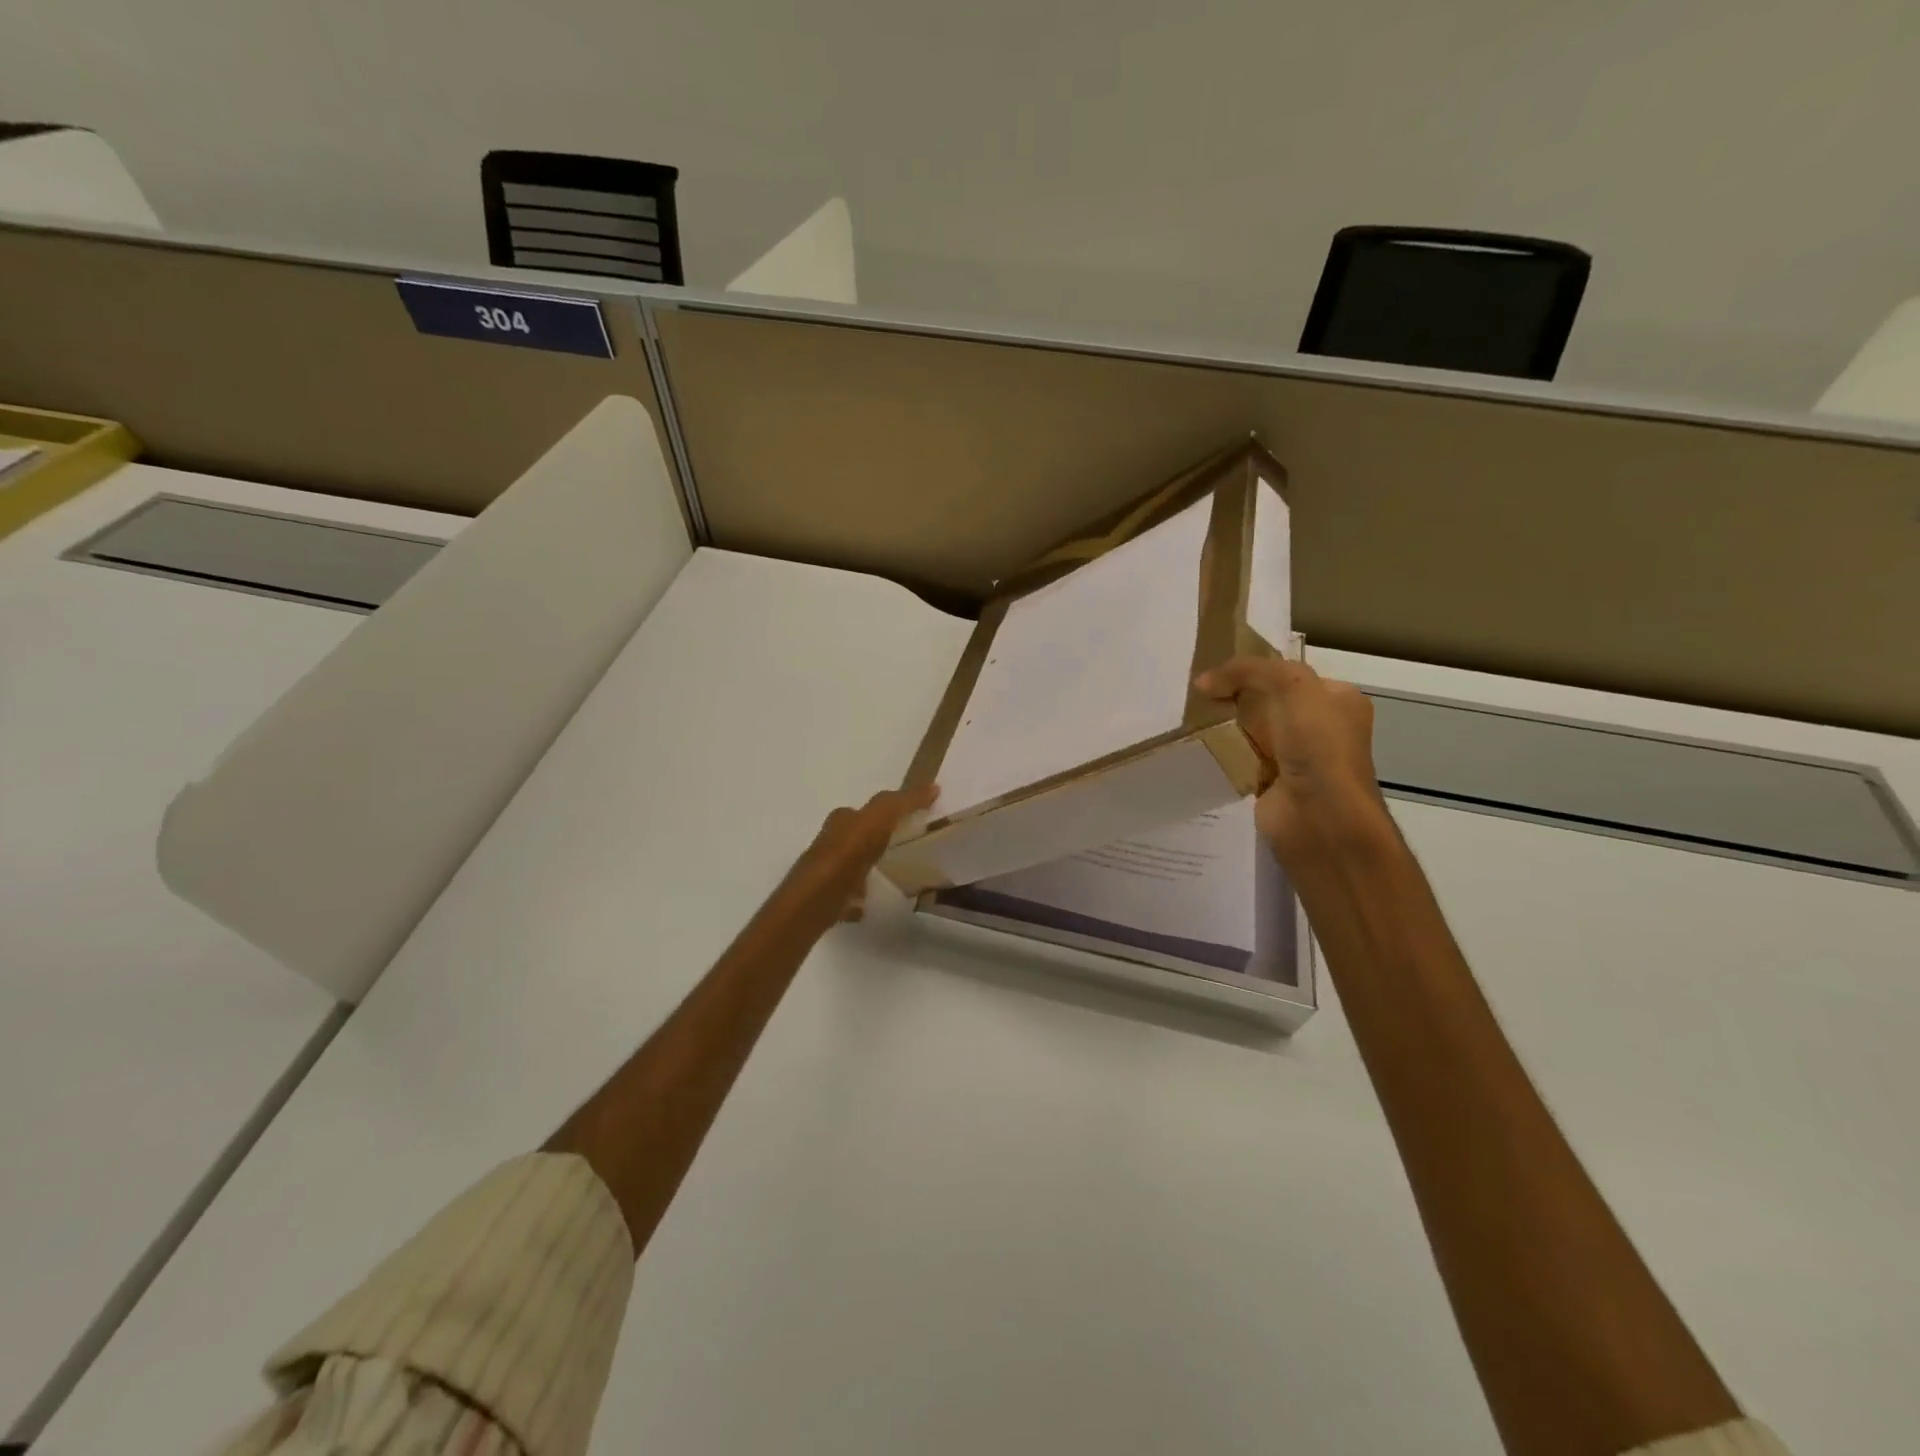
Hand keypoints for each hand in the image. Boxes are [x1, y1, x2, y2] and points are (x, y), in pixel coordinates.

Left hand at [791, 783, 938, 921]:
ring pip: (848, 867)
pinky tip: (868, 905)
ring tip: (885, 875)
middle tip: (897, 846)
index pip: (863, 810)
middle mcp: (830, 844)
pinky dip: (856, 899)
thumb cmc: (847, 853)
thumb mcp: (879, 819)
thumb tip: (932, 787)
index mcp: (841, 822)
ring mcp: (826, 874)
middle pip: (853, 837)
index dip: (883, 811)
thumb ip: (903, 802)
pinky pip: (846, 897)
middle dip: (871, 839)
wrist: (816, 899)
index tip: (906, 818)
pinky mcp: (827, 900)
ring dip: (863, 868)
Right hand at [1195, 656, 1390, 862]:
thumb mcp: (1290, 685)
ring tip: (1192, 716)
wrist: (1319, 816)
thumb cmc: (1317, 745)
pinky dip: (1223, 753)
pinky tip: (1200, 745)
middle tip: (1200, 693)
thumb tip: (1203, 682)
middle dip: (1236, 697)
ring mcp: (1296, 757)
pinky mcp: (1272, 783)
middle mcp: (1320, 727)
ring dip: (1226, 725)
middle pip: (1268, 701)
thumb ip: (1247, 671)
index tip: (1217, 671)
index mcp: (1337, 699)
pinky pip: (1241, 759)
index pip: (1290, 674)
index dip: (1255, 669)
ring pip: (1252, 730)